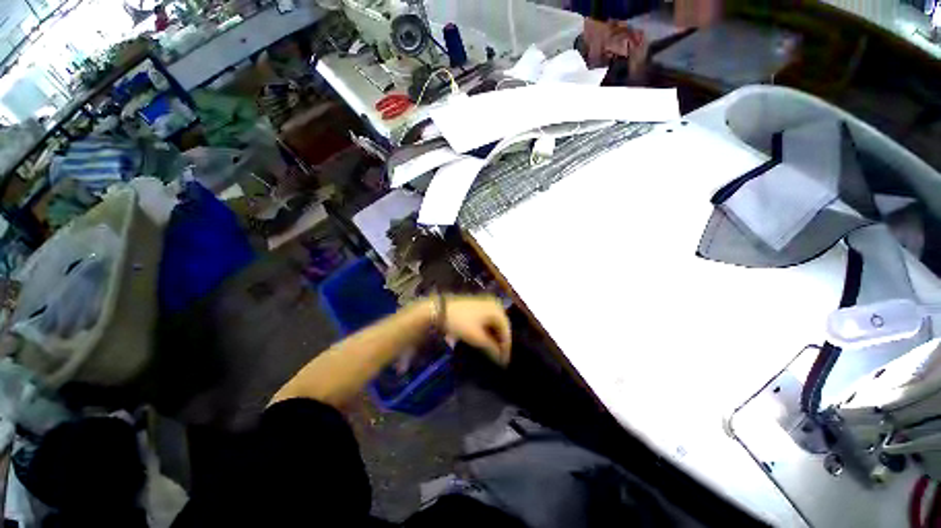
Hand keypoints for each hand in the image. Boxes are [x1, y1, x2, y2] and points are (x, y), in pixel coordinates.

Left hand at [440, 295, 511, 365]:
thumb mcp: (478, 337)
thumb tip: (502, 359)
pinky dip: (488, 330)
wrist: (440, 310)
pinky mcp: (478, 305)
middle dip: (500, 341)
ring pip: (494, 323)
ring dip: (494, 336)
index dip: (506, 347)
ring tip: (491, 350)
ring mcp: (486, 303)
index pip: (507, 331)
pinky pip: (488, 319)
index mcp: (497, 310)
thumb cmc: (461, 323)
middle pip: (502, 326)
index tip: (504, 362)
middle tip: (498, 356)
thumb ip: (492, 348)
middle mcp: (494, 304)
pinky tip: (485, 339)